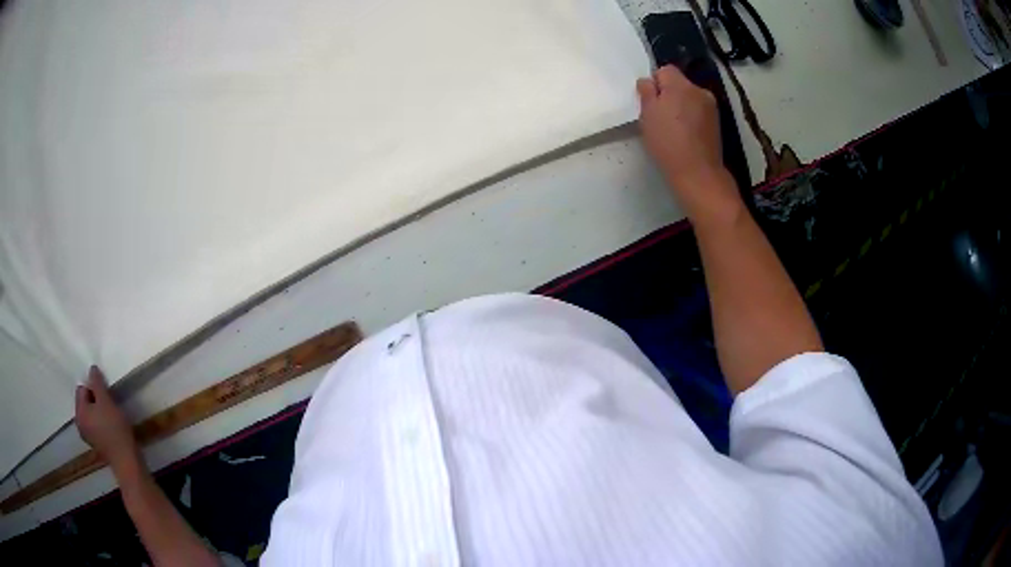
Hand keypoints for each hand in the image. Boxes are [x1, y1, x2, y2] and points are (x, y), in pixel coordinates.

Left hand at [76, 366, 138, 469]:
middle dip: (96, 400)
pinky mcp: (96, 444)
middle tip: (109, 406)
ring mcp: (88, 436)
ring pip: (91, 414)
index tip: (106, 397)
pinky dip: (102, 423)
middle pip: (85, 402)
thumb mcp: (106, 401)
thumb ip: (97, 383)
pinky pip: (95, 425)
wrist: (127, 461)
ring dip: (99, 412)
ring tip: (112, 417)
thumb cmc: (115, 429)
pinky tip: (112, 429)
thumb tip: (91, 369)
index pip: (82, 389)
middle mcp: (79, 423)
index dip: (94, 389)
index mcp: (79, 412)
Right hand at [637, 66, 737, 217]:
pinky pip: (698, 111)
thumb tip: (648, 81)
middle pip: (679, 83)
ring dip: (681, 106)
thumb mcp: (647, 115)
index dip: (655, 83)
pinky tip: (686, 135)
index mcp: (681, 85)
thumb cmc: (668, 142)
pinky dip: (691, 118)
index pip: (664, 70)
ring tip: (673, 128)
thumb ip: (647, 92)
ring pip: (689, 98)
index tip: (650, 102)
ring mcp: (711, 107)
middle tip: (659, 116)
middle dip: (668, 94)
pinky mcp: (716, 123)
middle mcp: (699, 90)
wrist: (697, 173)